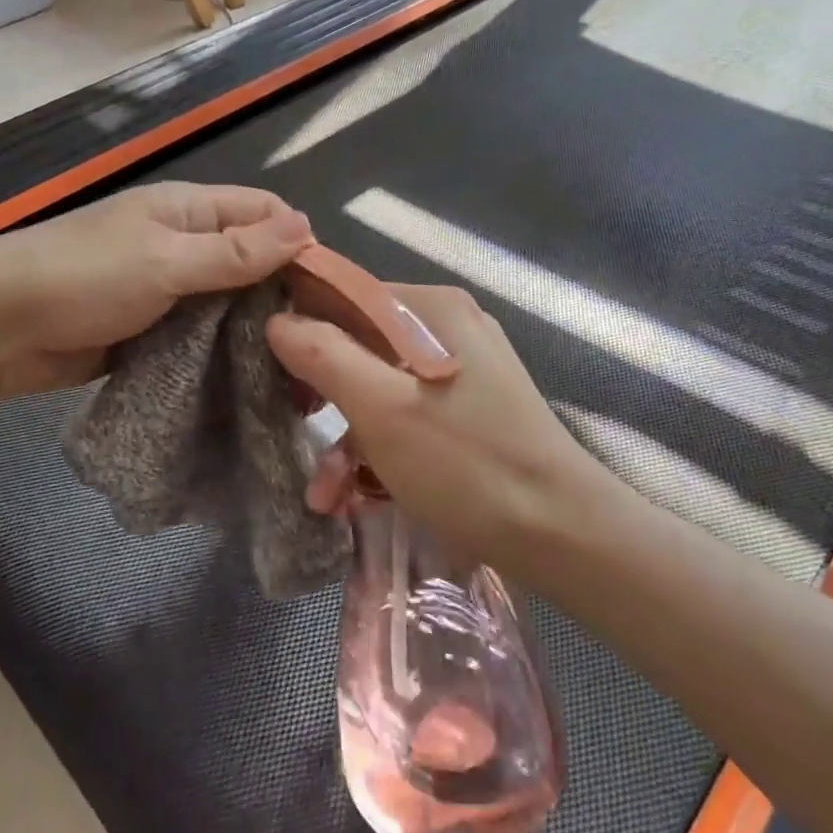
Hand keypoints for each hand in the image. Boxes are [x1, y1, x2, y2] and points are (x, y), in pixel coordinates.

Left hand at [0, 182, 312, 401]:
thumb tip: (307, 228)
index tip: (328, 294)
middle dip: (282, 295)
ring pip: (228, 304)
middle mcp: (184, 245)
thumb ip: (234, 251)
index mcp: (187, 211)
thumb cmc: (81, 278)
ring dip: (256, 330)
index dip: (298, 244)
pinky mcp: (153, 331)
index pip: (263, 213)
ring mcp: (167, 290)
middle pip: (250, 261)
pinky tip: (253, 382)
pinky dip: (224, 354)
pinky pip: (201, 337)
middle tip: (319, 345)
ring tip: (297, 373)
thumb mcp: (164, 260)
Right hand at [267, 285, 602, 564]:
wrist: (564, 536)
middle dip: (322, 395)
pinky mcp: (470, 410)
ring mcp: (462, 370)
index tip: (268, 370)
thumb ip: (323, 355)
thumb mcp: (381, 409)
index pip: (347, 296)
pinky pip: (407, 414)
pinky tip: (356, 495)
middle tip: (291, 428)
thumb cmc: (466, 464)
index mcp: (432, 308)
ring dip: (348, 437)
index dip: (302, 327)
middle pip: (361, 345)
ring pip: (381, 387)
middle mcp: (448, 327)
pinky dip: (380, 448)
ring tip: (325, 494)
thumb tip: (278, 321)